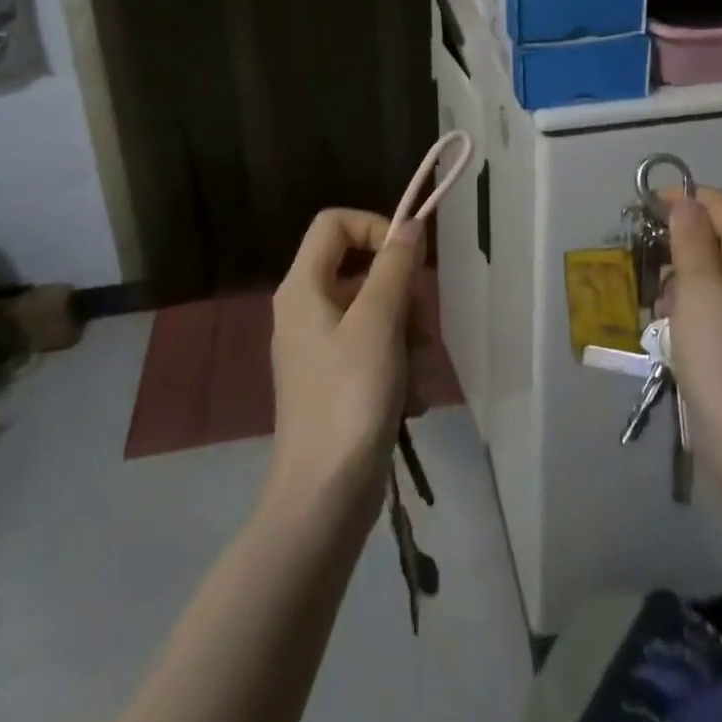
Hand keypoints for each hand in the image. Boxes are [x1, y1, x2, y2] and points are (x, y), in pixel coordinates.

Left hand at [266, 209, 421, 525]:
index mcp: (303, 287)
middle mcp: (308, 309)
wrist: (324, 498)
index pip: (335, 223)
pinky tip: (409, 402)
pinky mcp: (338, 380)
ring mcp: (322, 347)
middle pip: (364, 270)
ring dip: (408, 340)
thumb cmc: (349, 398)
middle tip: (418, 331)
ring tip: (414, 378)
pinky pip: (377, 350)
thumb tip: (409, 225)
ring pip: (379, 313)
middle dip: (402, 299)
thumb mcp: (378, 322)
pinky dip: (399, 369)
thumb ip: (395, 267)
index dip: (374, 228)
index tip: (408, 258)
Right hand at [661, 188, 721, 488]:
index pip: (719, 202)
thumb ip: (690, 238)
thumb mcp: (698, 290)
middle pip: (717, 233)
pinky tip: (669, 327)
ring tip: (651, 299)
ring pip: (711, 268)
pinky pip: (714, 300)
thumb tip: (685, 201)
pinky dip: (689, 303)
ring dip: (678, 275)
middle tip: (641, 261)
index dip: (680, 199)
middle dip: (676, 240)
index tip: (639, 212)